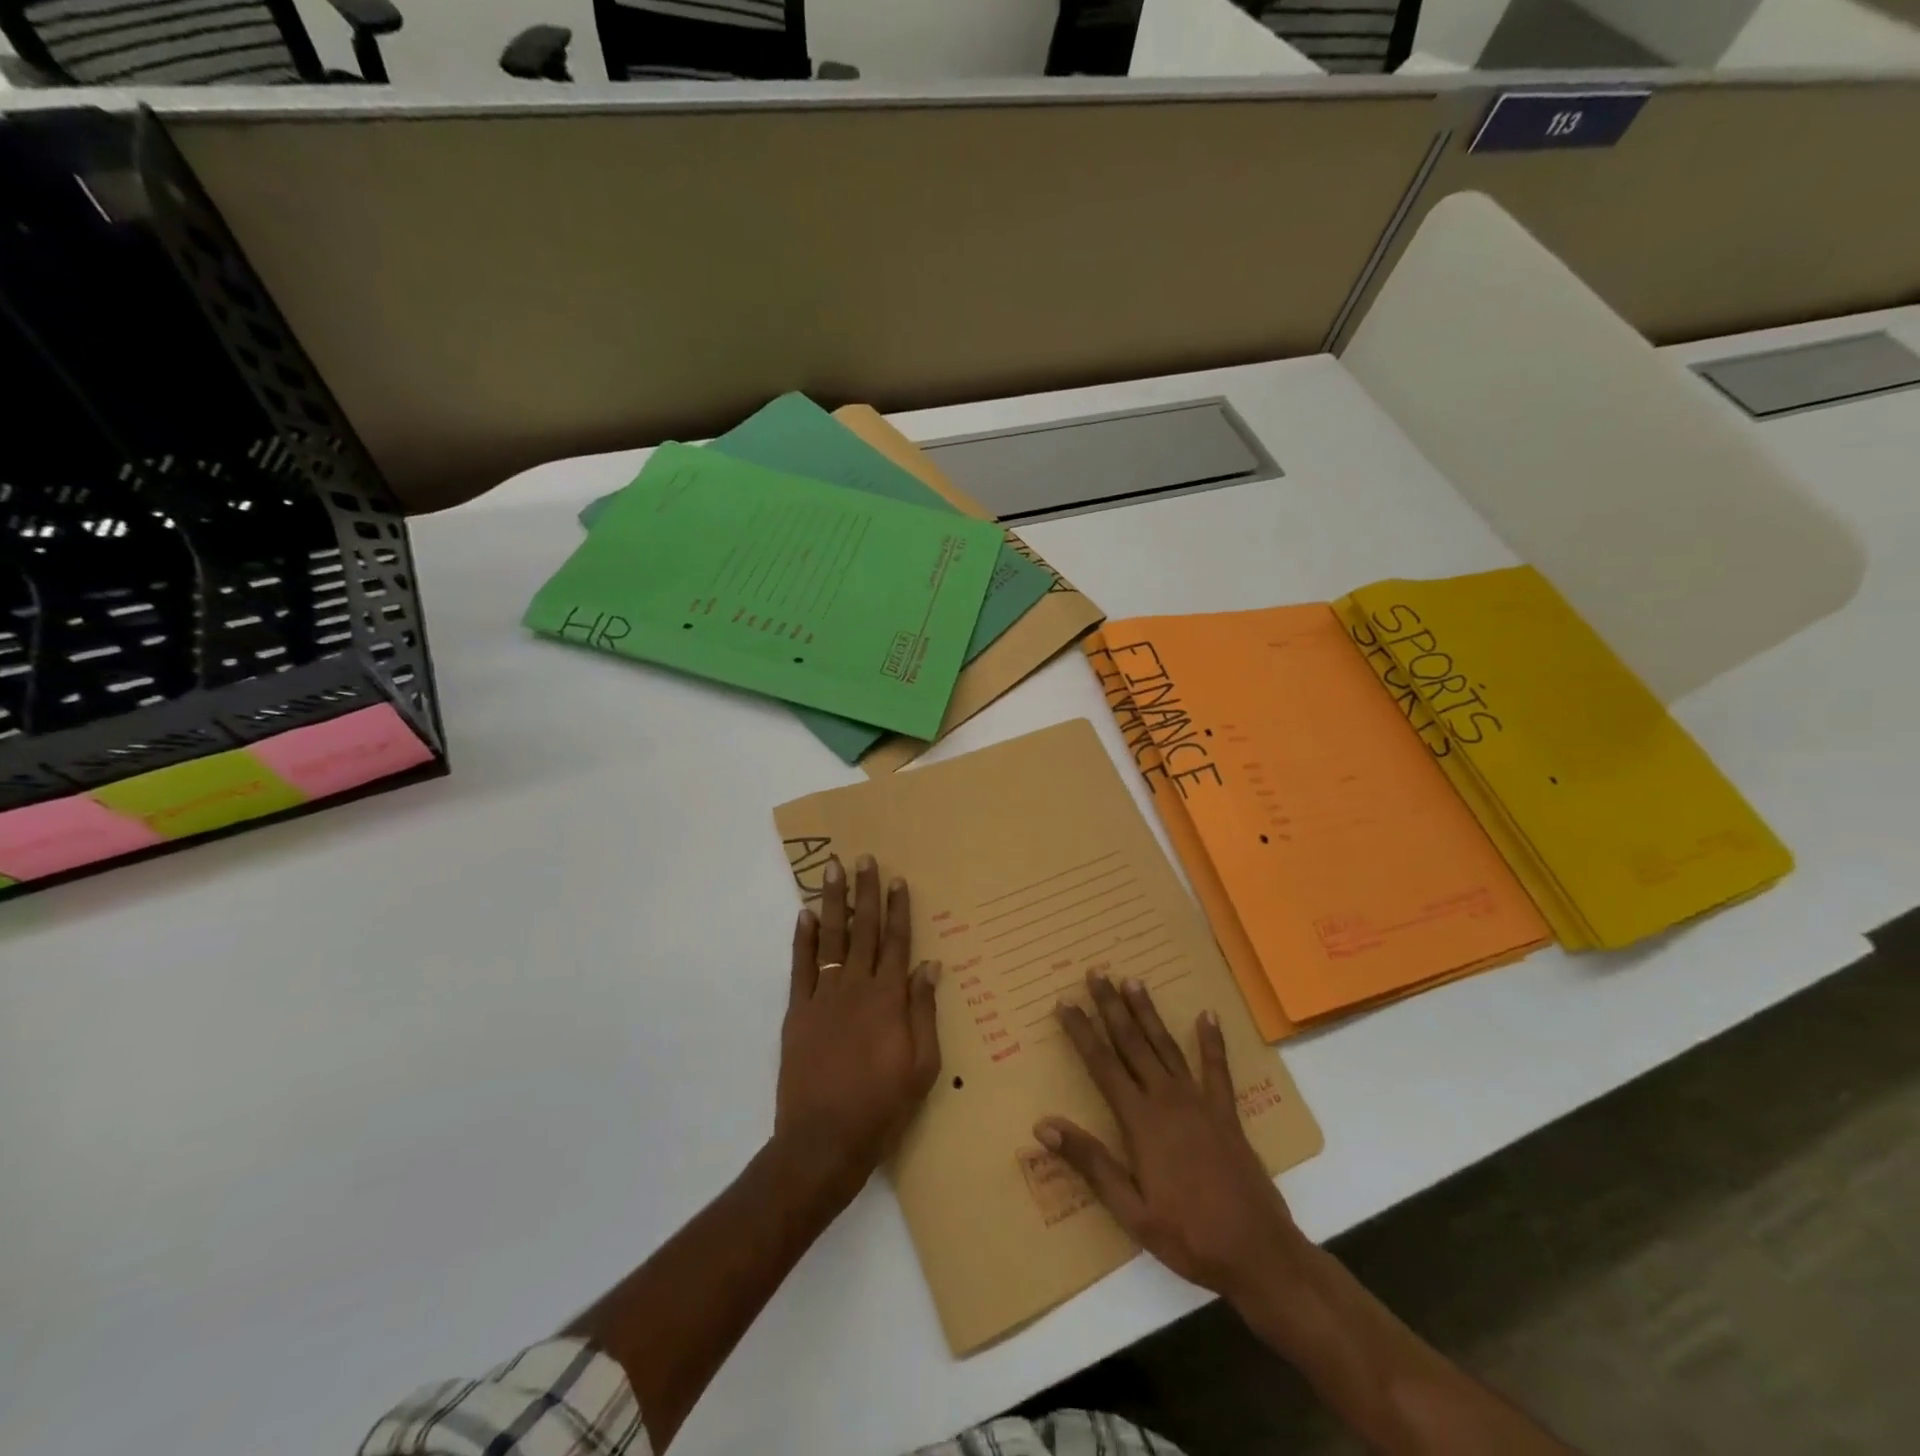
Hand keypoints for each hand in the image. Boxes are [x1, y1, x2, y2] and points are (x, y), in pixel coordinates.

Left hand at [776, 855, 940, 1207]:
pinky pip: (800, 966)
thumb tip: (929, 966)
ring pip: (830, 937)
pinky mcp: (797, 1012)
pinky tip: (803, 915)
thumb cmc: (882, 1106)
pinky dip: (801, 939)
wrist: (824, 1140)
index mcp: (889, 998)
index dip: (898, 908)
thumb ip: (924, 1011)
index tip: (897, 879)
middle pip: (863, 929)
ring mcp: (823, 996)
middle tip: (862, 858)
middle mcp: (856, 987)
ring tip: (831, 871)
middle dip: (864, 891)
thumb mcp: (922, 1065)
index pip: (897, 942)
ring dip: (832, 902)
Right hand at [1038, 974, 1305, 1303]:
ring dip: (1148, 1012)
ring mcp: (1200, 1103)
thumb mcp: (1130, 1210)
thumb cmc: (1188, 1236)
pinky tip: (1207, 1015)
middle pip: (1132, 1043)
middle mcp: (1167, 1100)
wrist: (1259, 1253)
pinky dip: (1211, 1041)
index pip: (1102, 1065)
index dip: (1081, 1032)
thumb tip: (1042, 1125)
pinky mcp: (1226, 1113)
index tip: (1064, 1002)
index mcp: (1140, 1121)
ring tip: (1133, 980)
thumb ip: (1090, 1162)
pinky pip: (1216, 1069)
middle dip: (1111, 1007)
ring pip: (1167, 1046)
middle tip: (1096, 973)